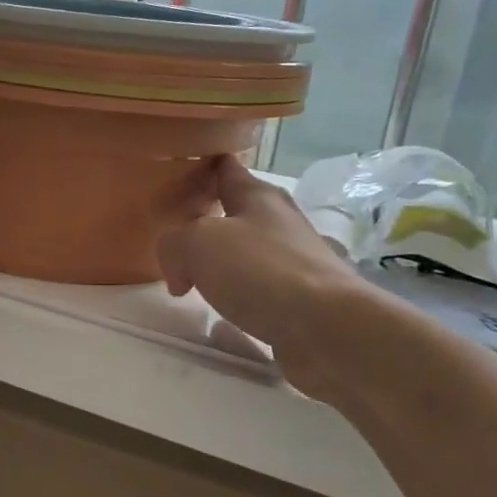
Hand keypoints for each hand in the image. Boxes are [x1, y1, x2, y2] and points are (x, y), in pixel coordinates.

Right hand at [157, 155, 361, 394]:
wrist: (325, 328)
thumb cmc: (260, 270)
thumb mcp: (197, 243)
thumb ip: (173, 245)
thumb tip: (179, 274)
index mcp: (257, 196)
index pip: (225, 168)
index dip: (200, 167)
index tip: (174, 175)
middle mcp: (278, 223)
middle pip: (235, 211)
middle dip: (204, 220)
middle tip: (170, 234)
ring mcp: (292, 262)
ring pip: (245, 253)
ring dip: (218, 263)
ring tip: (188, 280)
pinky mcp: (298, 301)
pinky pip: (256, 292)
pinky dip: (235, 299)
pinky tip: (218, 317)